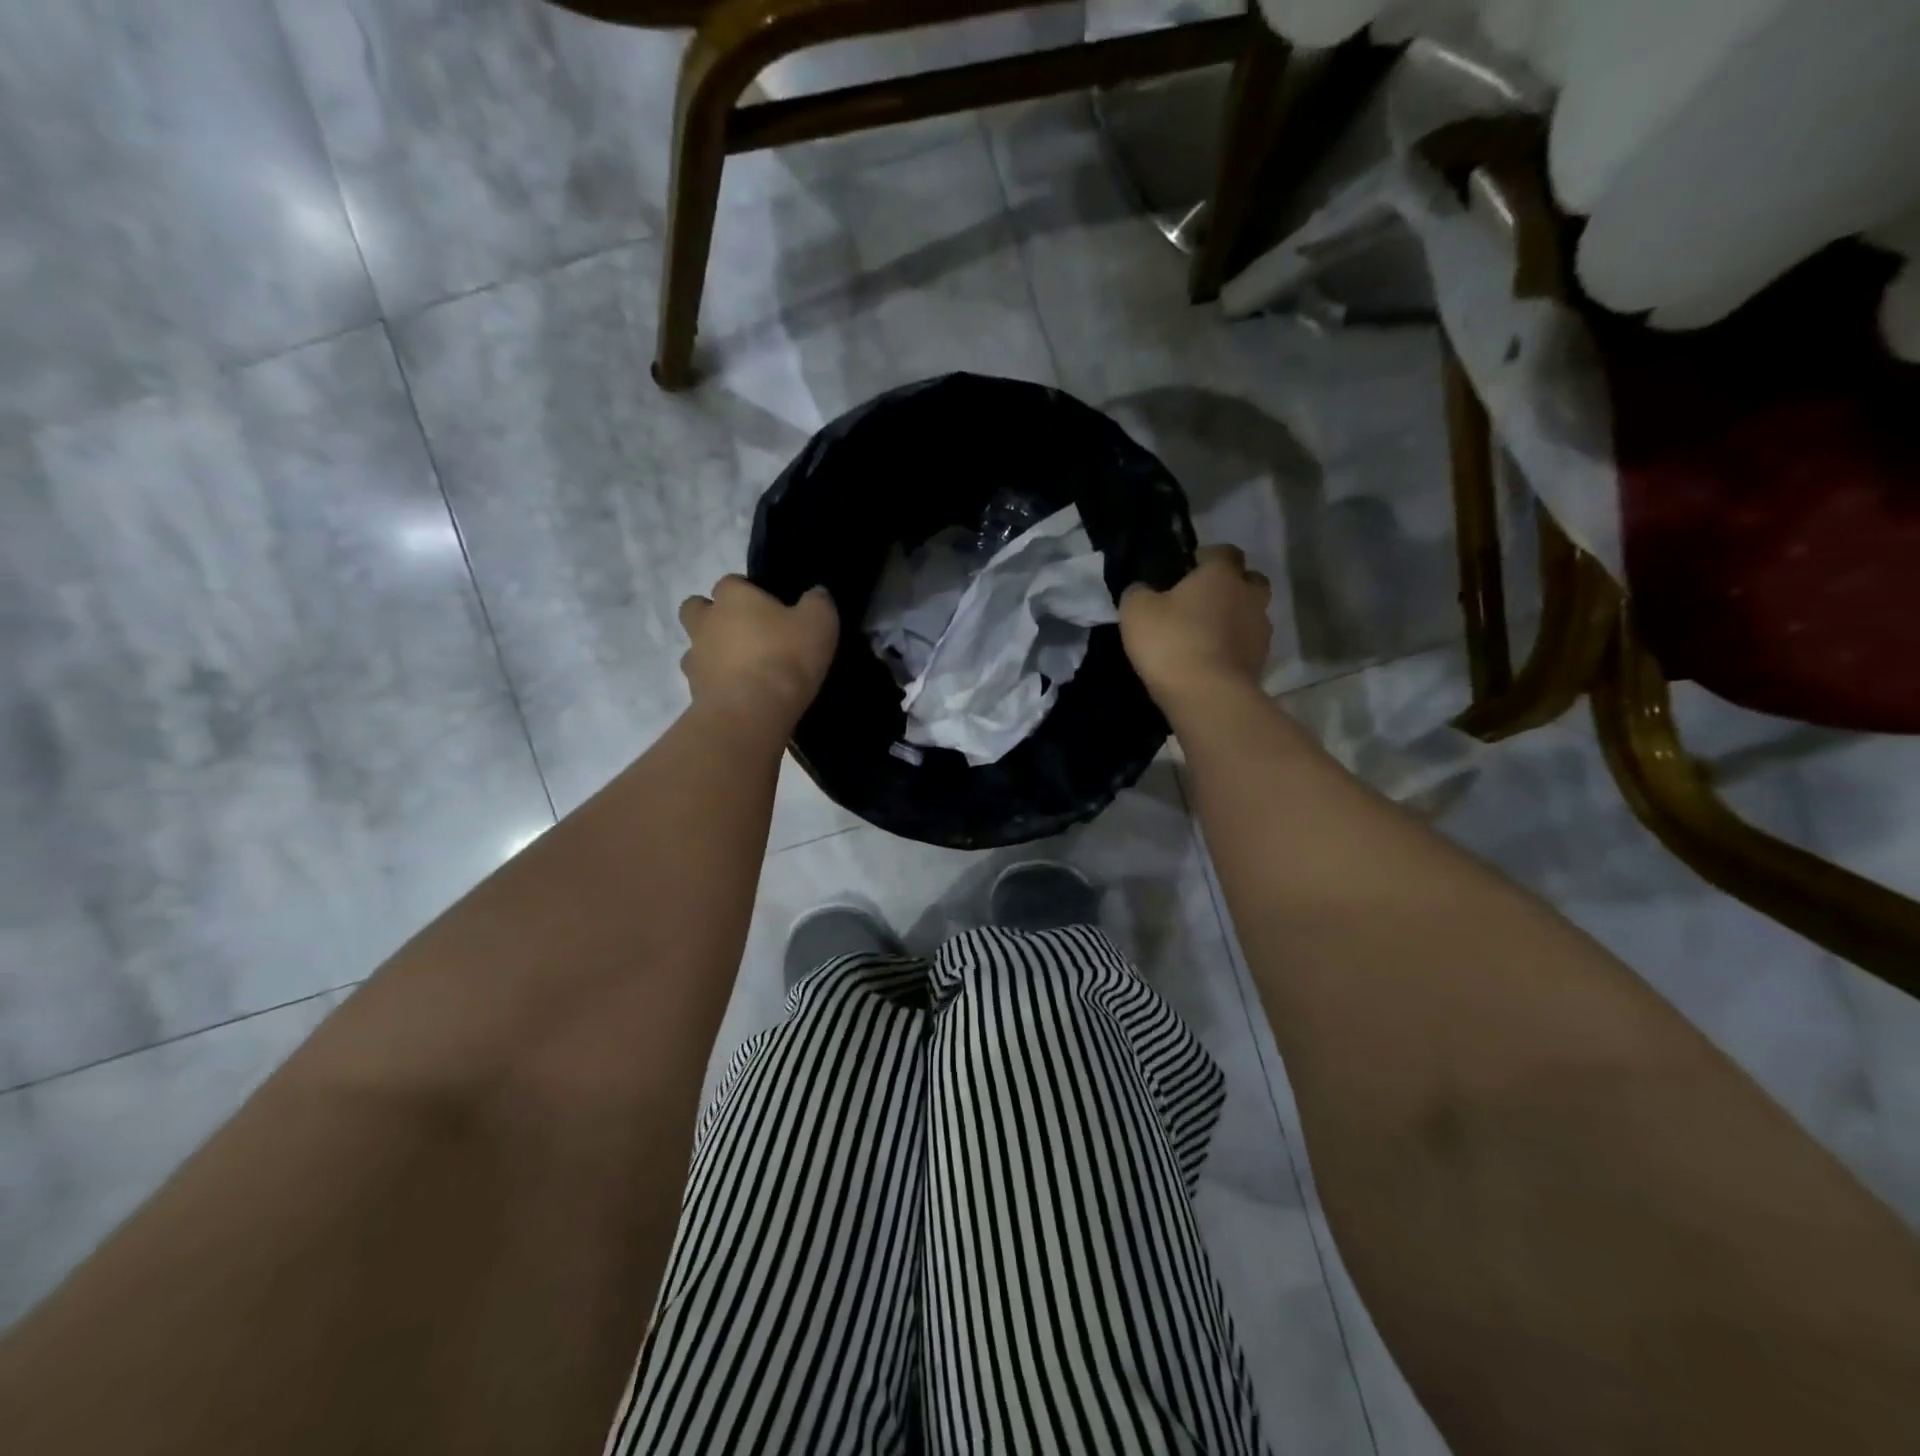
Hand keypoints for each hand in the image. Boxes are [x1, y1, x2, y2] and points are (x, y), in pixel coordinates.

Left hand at [679, 576, 837, 733]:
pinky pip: (702, 682)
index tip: (769, 608)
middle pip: (696, 608)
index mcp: (732, 597)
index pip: (731, 582)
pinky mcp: (693, 692)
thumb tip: (816, 593)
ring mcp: (694, 658)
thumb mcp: (819, 623)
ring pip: (695, 647)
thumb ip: (817, 602)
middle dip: (712, 616)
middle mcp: (705, 622)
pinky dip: (716, 685)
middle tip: (743, 632)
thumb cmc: (786, 657)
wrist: (752, 713)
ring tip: (742, 670)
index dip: (748, 592)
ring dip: (712, 653)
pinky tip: (740, 695)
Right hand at [1120, 545, 1272, 709]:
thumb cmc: (1171, 641)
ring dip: (1233, 620)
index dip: (1205, 558)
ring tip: (1205, 637)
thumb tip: (1142, 588)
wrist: (1207, 696)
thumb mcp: (1136, 611)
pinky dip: (1233, 649)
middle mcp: (1250, 595)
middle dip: (1230, 586)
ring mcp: (1261, 631)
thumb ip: (1138, 592)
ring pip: (1251, 615)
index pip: (1224, 551)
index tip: (1184, 572)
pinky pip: (1247, 646)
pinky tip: (1210, 661)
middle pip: (1248, 581)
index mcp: (1222, 574)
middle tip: (1201, 602)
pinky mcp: (1261, 662)